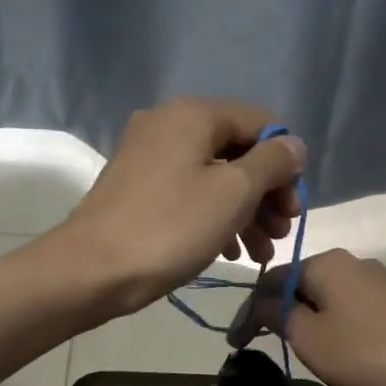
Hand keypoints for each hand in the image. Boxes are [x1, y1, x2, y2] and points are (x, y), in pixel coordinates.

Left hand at [50, 99, 304, 317]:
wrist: (92, 270)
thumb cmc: (171, 227)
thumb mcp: (233, 193)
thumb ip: (272, 162)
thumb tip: (292, 144)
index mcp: (193, 115)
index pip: (260, 123)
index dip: (285, 164)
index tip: (294, 209)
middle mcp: (168, 125)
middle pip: (236, 151)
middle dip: (266, 193)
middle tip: (281, 233)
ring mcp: (147, 157)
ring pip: (213, 177)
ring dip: (244, 211)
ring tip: (260, 252)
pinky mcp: (136, 189)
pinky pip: (188, 193)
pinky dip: (213, 217)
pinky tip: (229, 252)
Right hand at [230, 249, 385, 385]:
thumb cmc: (365, 352)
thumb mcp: (309, 337)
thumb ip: (277, 315)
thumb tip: (261, 304)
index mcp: (325, 261)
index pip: (271, 278)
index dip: (248, 310)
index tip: (235, 343)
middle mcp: (351, 261)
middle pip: (300, 283)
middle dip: (277, 312)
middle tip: (261, 345)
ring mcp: (378, 280)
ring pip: (326, 296)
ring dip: (305, 319)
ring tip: (295, 348)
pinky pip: (350, 307)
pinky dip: (332, 324)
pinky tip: (334, 347)